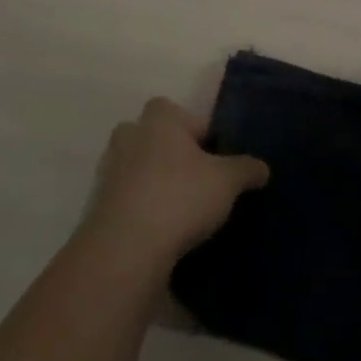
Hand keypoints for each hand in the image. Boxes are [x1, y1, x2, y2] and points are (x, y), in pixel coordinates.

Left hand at [82, 98, 268, 272]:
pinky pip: (126, 197)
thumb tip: (262, 167)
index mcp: (160, 118)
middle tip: (196, 180)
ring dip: (154, 181)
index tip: (214, 158)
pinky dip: (140, 208)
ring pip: (137, 167)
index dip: (199, 132)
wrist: (126, 248)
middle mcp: (131, 135)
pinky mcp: (98, 204)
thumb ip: (247, 169)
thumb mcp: (227, 181)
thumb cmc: (180, 197)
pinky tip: (160, 231)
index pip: (181, 112)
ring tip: (180, 210)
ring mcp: (110, 170)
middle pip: (154, 136)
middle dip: (172, 153)